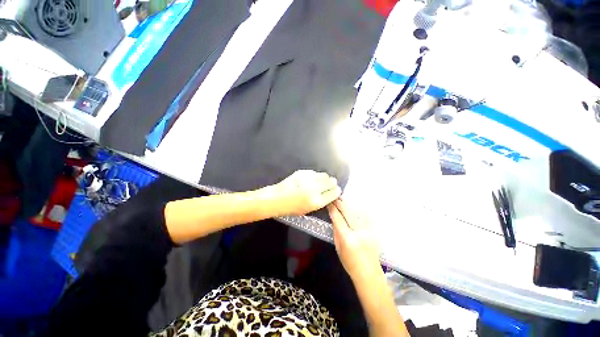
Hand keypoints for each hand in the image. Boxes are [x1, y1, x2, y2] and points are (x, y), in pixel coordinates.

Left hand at [270, 170, 341, 215]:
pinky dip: (315, 176)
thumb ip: (320, 202)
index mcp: (316, 202)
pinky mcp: (302, 172)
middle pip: (331, 182)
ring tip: (320, 181)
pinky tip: (311, 179)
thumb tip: (330, 194)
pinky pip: (314, 173)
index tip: (336, 190)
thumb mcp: (308, 210)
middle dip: (332, 183)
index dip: (336, 191)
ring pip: (324, 175)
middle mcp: (314, 189)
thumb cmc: (291, 208)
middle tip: (330, 184)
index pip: (334, 193)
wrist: (276, 198)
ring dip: (325, 178)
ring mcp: (308, 179)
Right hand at [327, 199, 380, 281]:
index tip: (329, 201)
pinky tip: (354, 205)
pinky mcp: (374, 231)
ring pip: (357, 211)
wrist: (369, 273)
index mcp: (347, 238)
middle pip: (348, 212)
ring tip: (343, 198)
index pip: (338, 218)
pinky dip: (359, 209)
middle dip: (340, 202)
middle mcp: (359, 232)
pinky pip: (366, 215)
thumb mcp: (338, 247)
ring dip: (349, 203)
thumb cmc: (350, 263)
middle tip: (335, 196)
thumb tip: (333, 216)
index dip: (333, 208)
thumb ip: (336, 230)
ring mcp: (369, 230)